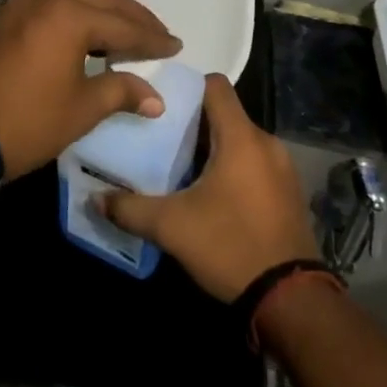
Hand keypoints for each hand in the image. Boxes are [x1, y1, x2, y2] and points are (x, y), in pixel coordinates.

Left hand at [0, 0, 180, 179]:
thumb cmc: (30, 120)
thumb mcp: (83, 109)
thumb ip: (122, 92)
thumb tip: (155, 98)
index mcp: (71, 16)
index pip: (123, 25)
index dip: (152, 38)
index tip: (175, 46)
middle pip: (102, 0)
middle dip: (132, 18)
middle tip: (157, 35)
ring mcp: (24, 3)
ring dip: (102, 7)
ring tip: (121, 29)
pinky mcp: (7, 16)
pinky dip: (74, 7)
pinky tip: (82, 28)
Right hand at [100, 74, 318, 301]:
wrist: (290, 300)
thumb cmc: (230, 246)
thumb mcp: (172, 227)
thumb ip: (130, 209)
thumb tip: (95, 198)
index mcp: (241, 137)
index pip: (215, 86)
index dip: (188, 87)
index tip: (162, 104)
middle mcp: (266, 142)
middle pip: (225, 115)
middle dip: (194, 124)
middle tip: (161, 140)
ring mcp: (282, 168)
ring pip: (240, 141)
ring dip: (214, 149)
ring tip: (182, 169)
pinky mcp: (289, 192)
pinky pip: (255, 164)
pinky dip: (233, 169)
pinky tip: (212, 197)